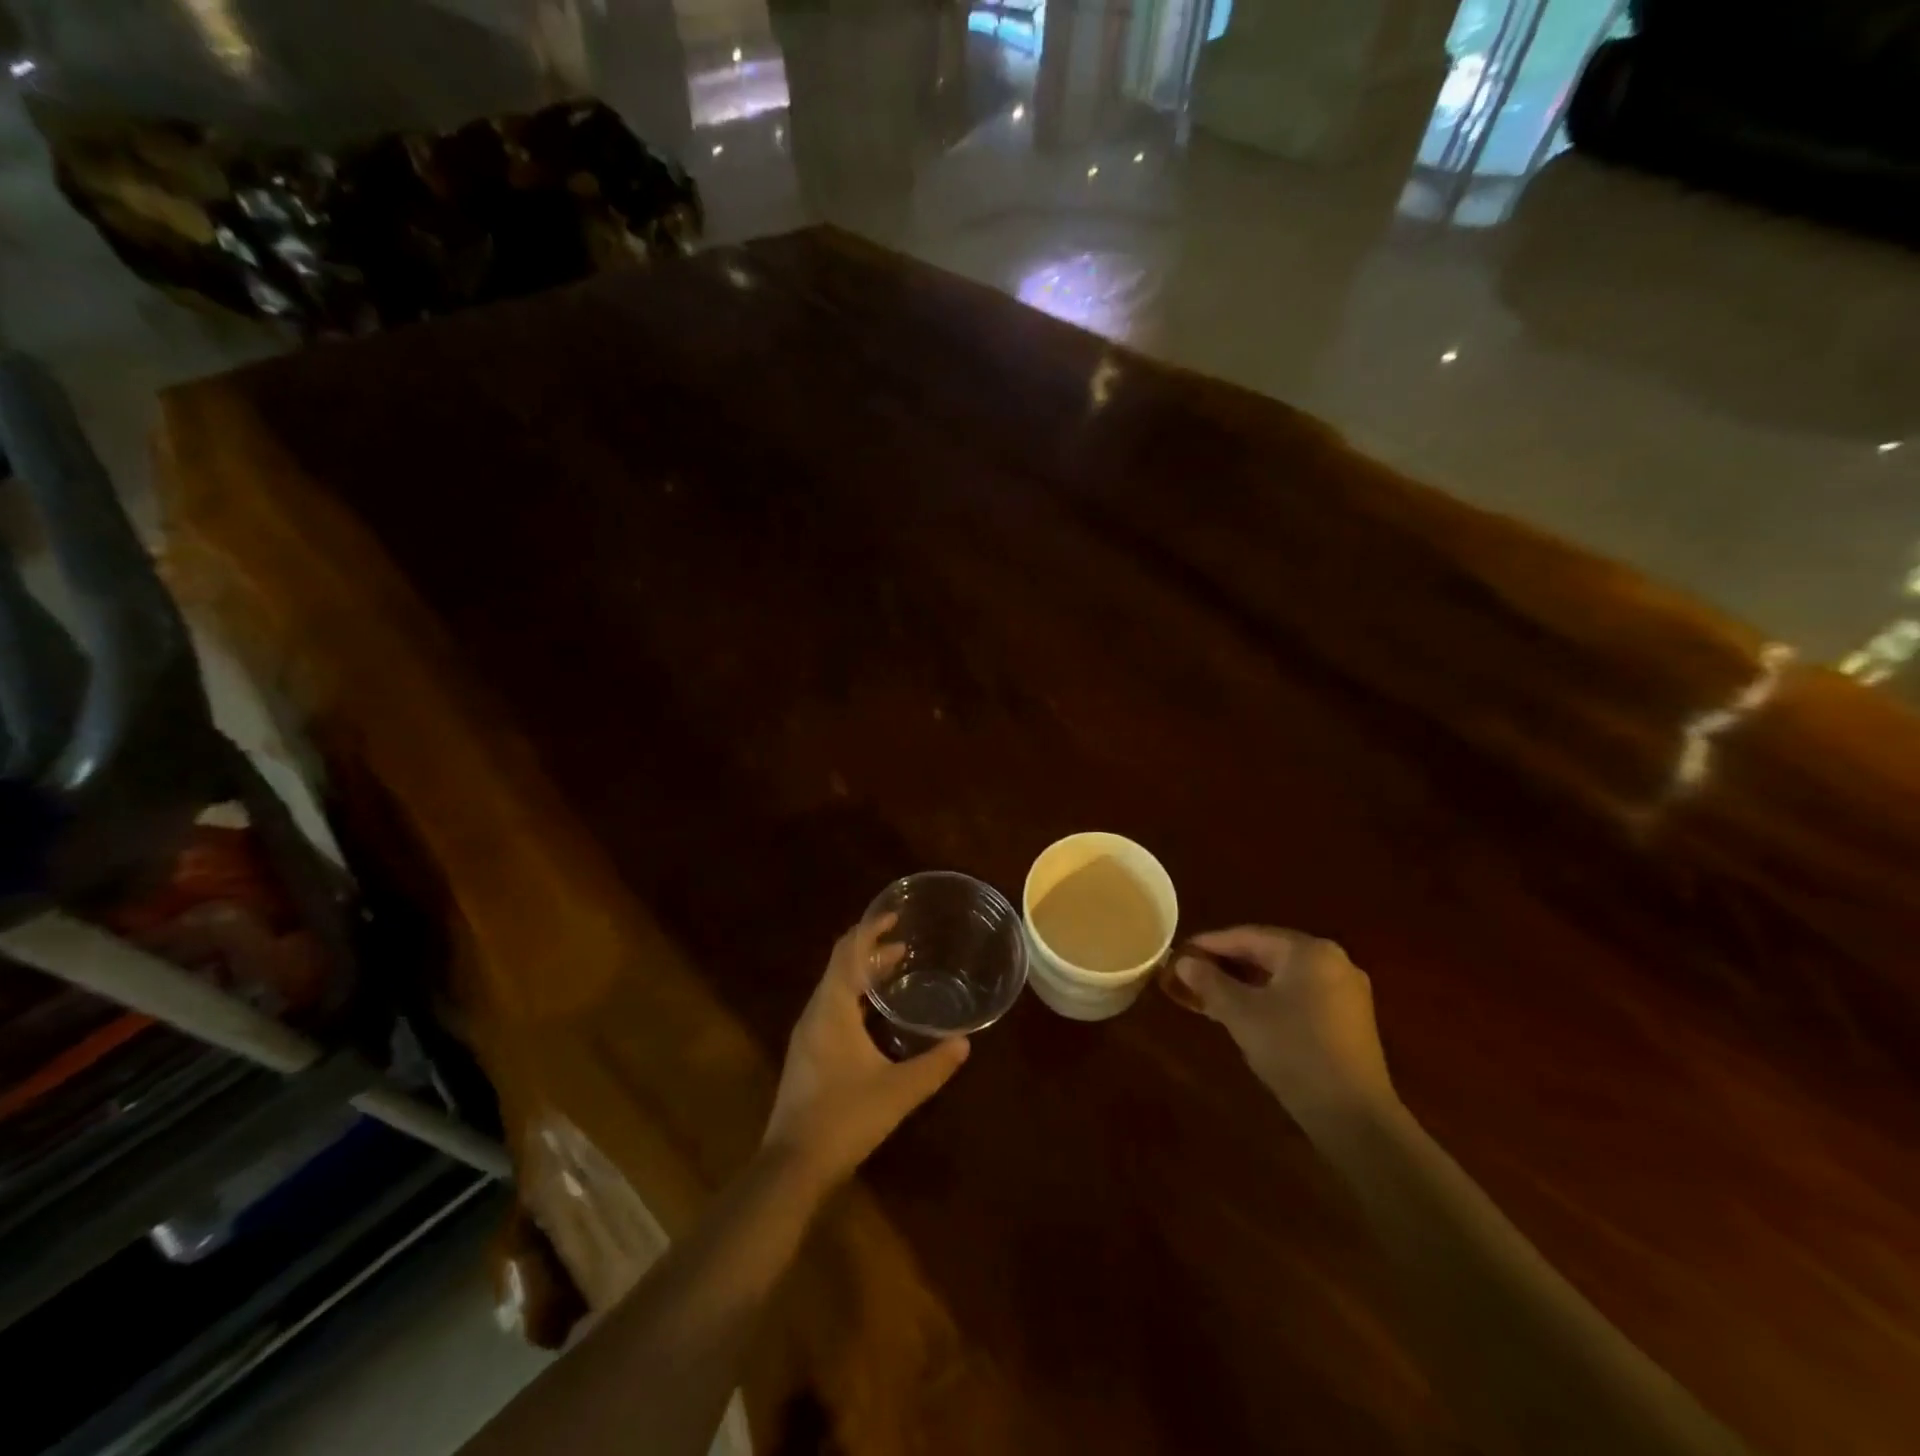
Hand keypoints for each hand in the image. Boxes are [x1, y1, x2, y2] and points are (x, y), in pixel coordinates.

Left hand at [763, 913, 969, 1191]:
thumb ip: (933, 1065)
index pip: (848, 952)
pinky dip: (856, 998)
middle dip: (870, 951)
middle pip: (841, 966)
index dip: (869, 930)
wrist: (792, 1167)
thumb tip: (964, 1042)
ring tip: (896, 972)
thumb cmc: (844, 1119)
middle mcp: (816, 1013)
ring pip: (836, 988)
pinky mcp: (808, 1055)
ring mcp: (808, 1035)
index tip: (894, 916)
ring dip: (863, 975)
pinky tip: (877, 1017)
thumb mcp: (897, 1091)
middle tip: (905, 946)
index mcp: (832, 1009)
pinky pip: (833, 1008)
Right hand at [1173, 926, 1396, 1128]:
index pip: (1248, 936)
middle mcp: (1332, 960)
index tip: (1180, 953)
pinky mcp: (1350, 1019)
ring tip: (1211, 995)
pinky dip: (1269, 999)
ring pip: (1282, 977)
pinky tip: (1246, 1014)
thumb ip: (1210, 982)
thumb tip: (1184, 962)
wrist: (1354, 1117)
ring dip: (1246, 984)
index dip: (1209, 944)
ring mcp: (1345, 991)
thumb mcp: (1242, 1015)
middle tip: (1191, 974)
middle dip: (1227, 965)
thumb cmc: (1294, 1052)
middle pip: (1267, 953)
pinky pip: (1299, 995)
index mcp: (1308, 951)